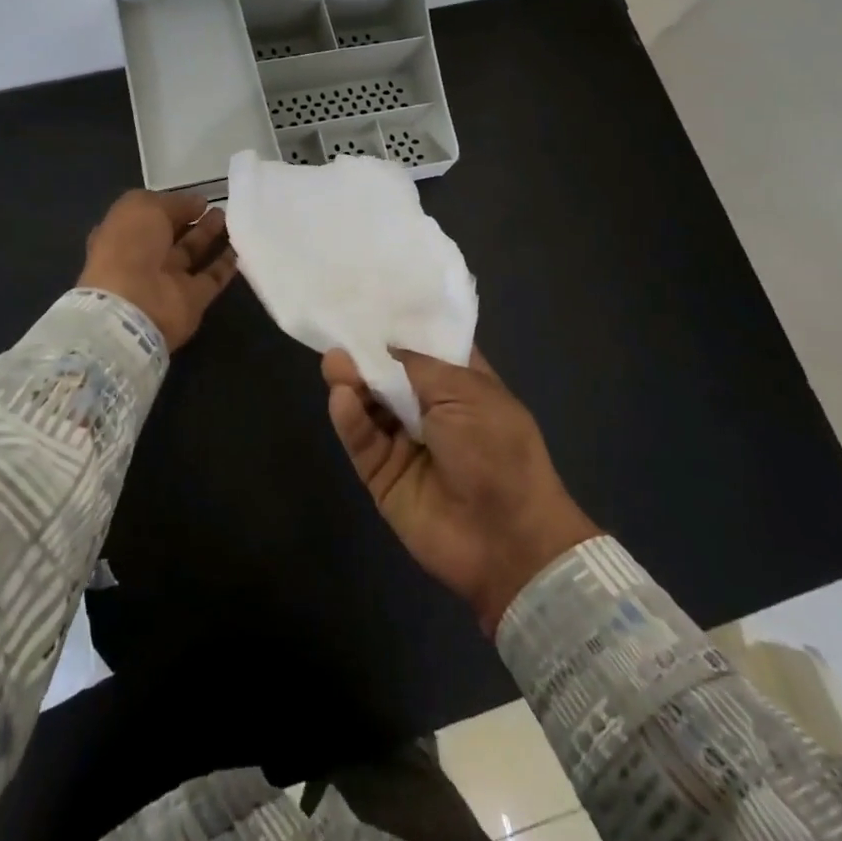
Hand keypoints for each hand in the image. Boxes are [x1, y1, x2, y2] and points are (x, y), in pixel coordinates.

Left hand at [78, 190, 237, 350]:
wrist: (133, 306)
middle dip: (192, 219)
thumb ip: (172, 202)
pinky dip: (225, 265)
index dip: (170, 206)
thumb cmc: (129, 247)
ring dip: (209, 236)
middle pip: (171, 235)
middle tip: (218, 206)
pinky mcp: (191, 300)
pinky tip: (241, 247)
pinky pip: (211, 279)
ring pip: (192, 254)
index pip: (148, 216)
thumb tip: (197, 202)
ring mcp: (167, 281)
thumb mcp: (143, 207)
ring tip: (230, 218)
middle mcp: (142, 258)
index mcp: (122, 234)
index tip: (196, 197)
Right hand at [323, 346, 598, 634]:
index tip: (368, 301)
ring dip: (352, 382)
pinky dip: (349, 419)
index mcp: (461, 385)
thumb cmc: (498, 451)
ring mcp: (404, 442)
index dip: (400, 327)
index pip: (424, 348)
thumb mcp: (466, 393)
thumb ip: (418, 366)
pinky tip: (341, 398)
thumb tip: (384, 347)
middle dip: (366, 354)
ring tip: (334, 362)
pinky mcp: (382, 474)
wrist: (507, 539)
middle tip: (340, 336)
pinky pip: (361, 441)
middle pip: (388, 374)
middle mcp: (430, 409)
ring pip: (368, 405)